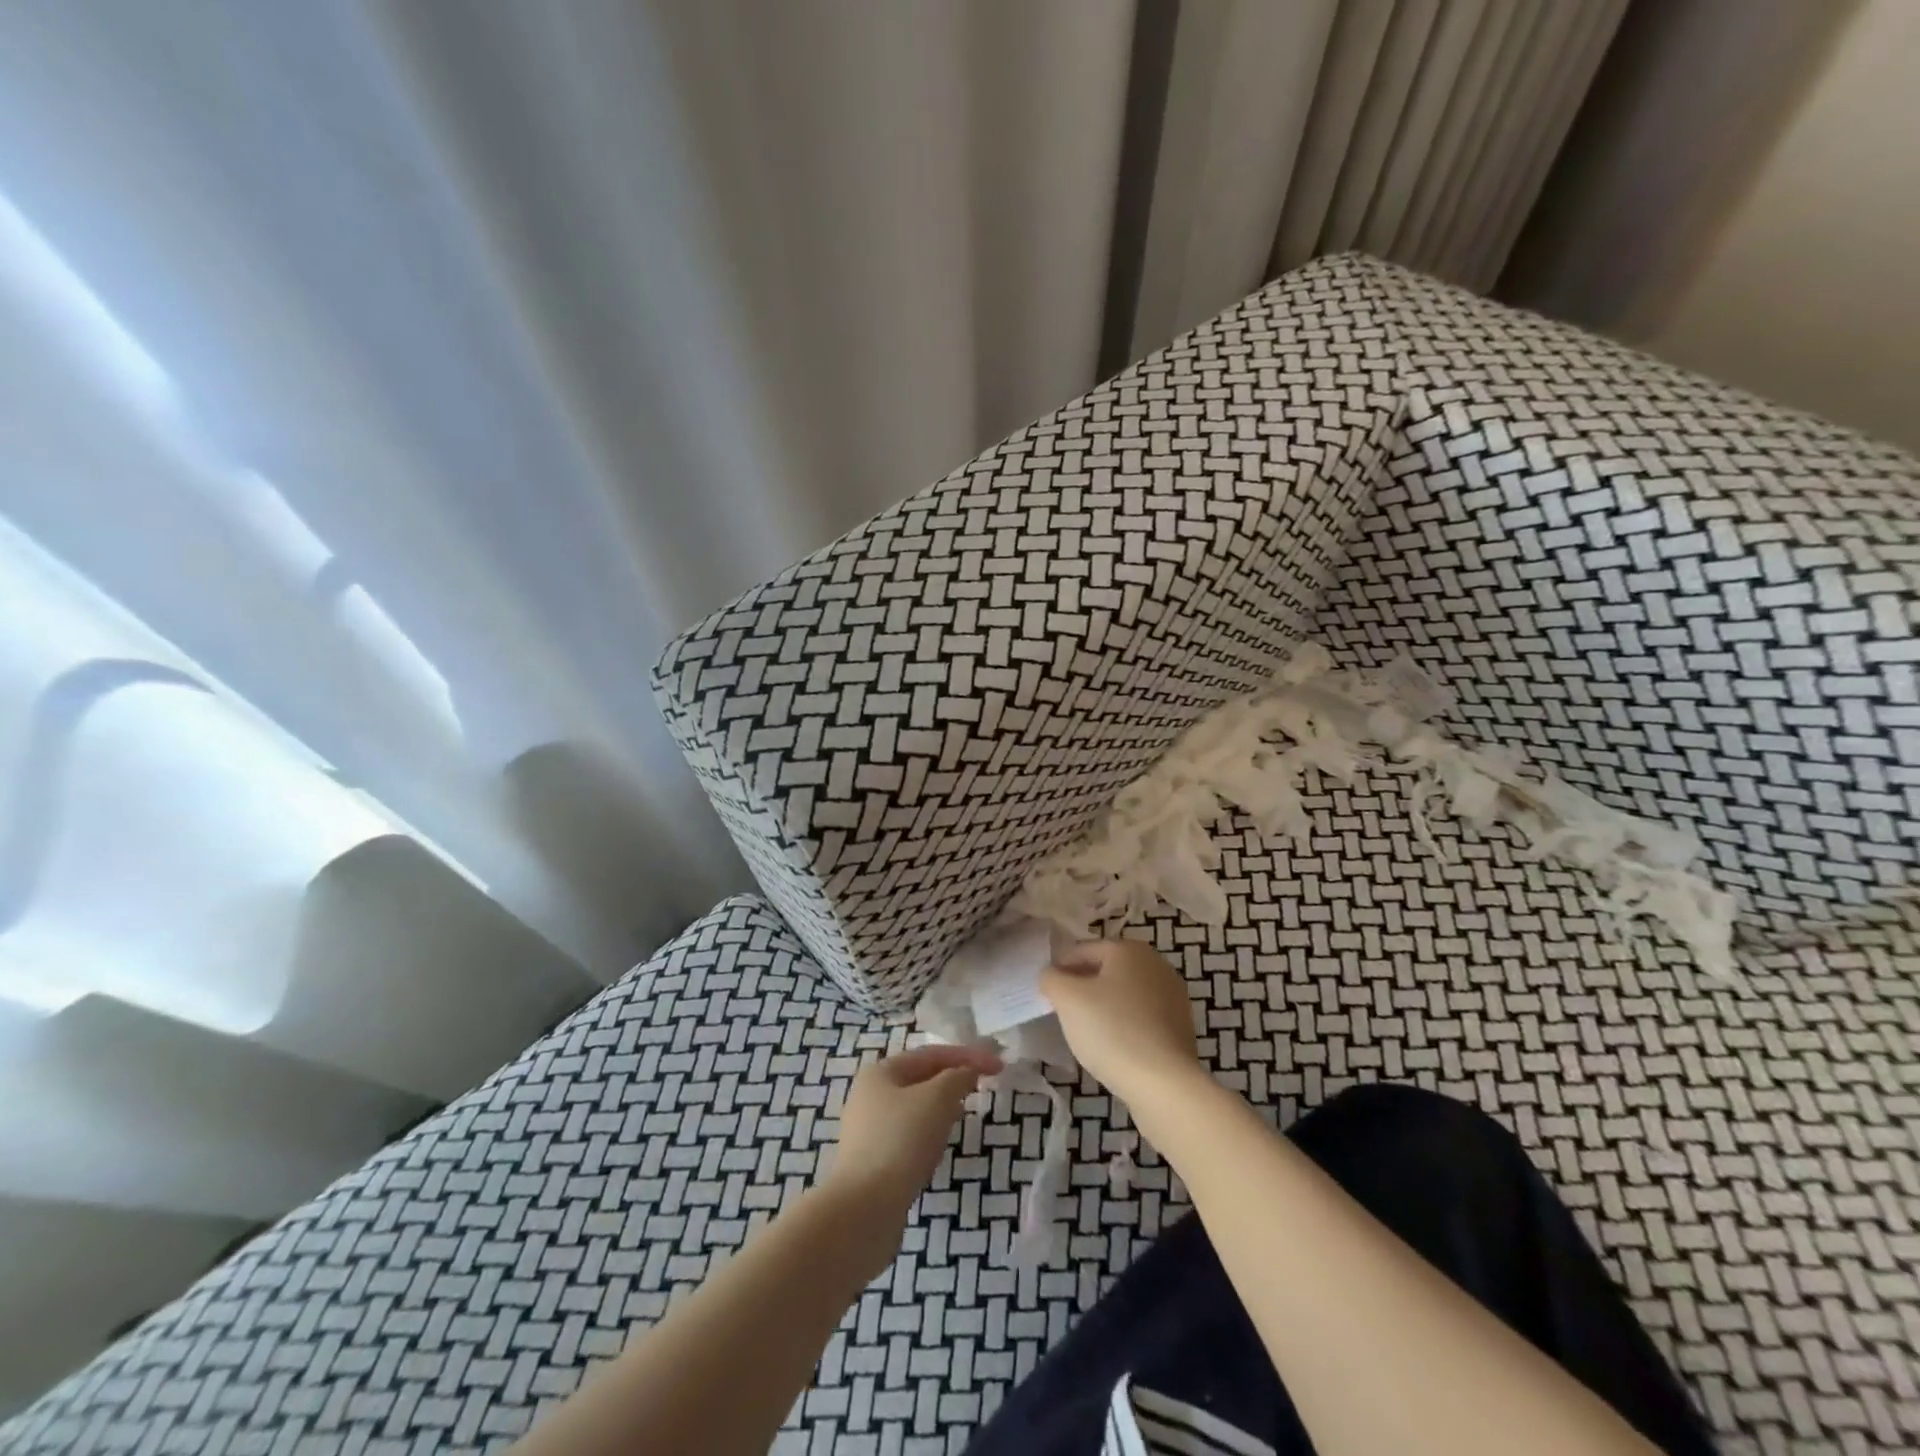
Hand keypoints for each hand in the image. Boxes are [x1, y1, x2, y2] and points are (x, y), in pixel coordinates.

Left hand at [825, 1042, 1002, 1221]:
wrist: (864, 1210)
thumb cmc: (901, 1141)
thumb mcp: (937, 1099)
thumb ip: (957, 1077)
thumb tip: (967, 1072)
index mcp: (880, 1072)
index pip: (930, 1054)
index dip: (967, 1055)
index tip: (998, 1065)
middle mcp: (869, 1096)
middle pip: (920, 1078)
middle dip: (953, 1078)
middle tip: (983, 1084)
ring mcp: (869, 1130)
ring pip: (914, 1108)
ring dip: (942, 1105)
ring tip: (965, 1110)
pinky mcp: (873, 1162)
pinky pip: (908, 1135)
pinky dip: (930, 1131)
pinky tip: (942, 1144)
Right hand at [1040, 939, 1202, 1101]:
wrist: (1164, 1083)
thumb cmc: (1111, 1030)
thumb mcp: (1067, 999)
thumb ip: (1051, 978)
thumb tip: (1052, 975)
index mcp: (1128, 949)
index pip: (1082, 950)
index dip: (1060, 969)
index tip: (1046, 993)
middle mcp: (1156, 964)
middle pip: (1106, 971)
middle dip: (1083, 988)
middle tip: (1063, 1013)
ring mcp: (1173, 996)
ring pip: (1124, 996)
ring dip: (1104, 1008)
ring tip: (1086, 1033)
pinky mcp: (1180, 1027)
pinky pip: (1141, 1018)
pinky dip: (1124, 1026)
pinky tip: (1113, 1048)